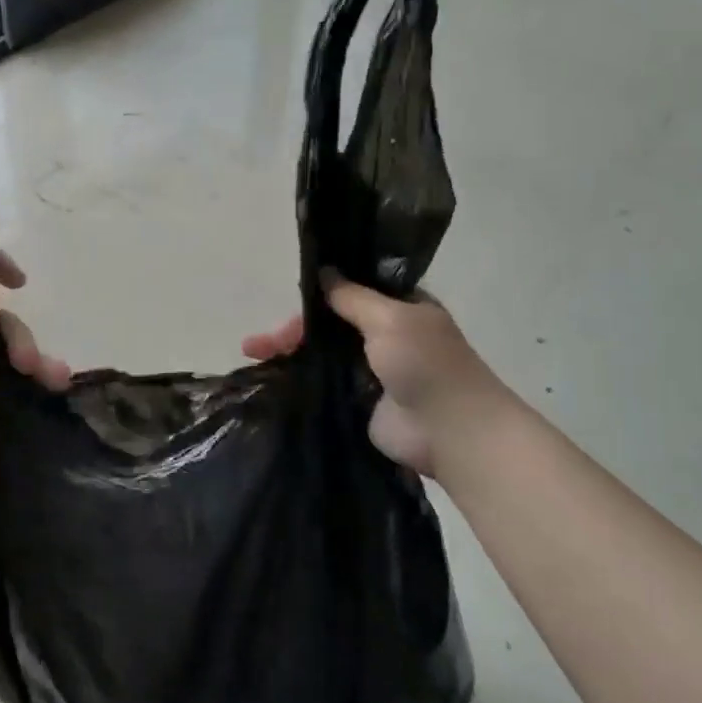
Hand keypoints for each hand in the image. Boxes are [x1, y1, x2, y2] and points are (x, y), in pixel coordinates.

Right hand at [243, 274, 506, 478]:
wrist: (449, 431)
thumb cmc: (426, 364)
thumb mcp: (390, 318)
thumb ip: (352, 297)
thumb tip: (323, 271)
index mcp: (399, 307)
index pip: (351, 290)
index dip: (319, 291)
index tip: (288, 294)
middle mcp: (384, 334)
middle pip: (329, 322)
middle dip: (294, 327)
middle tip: (260, 341)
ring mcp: (369, 369)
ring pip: (322, 351)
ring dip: (289, 350)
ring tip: (252, 353)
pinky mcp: (357, 399)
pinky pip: (323, 381)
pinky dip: (298, 376)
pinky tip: (269, 375)